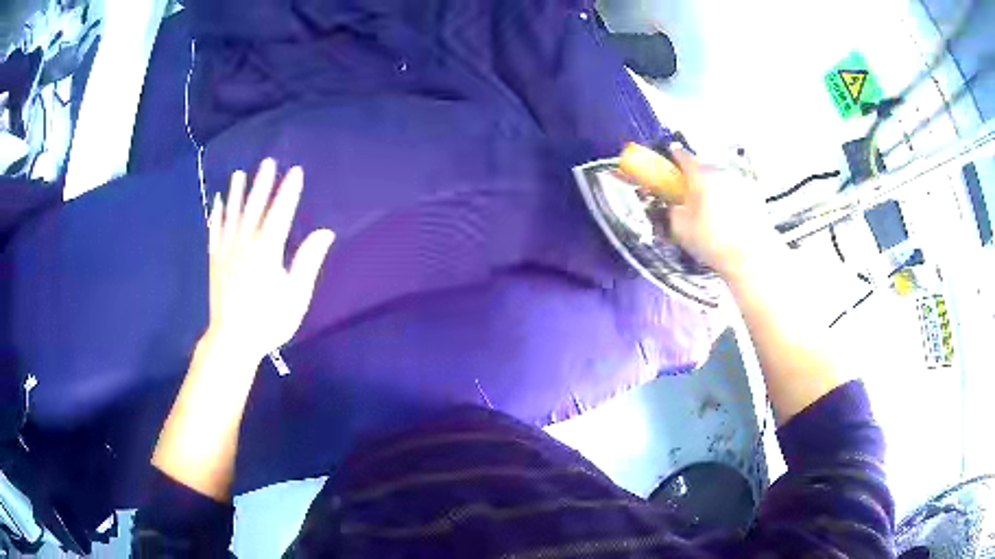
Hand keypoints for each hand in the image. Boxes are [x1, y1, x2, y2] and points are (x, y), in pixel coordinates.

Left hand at [206, 159, 334, 358]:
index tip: (295, 171)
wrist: (232, 341)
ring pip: (232, 215)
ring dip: (237, 193)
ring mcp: (227, 251)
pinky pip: (215, 231)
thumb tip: (325, 232)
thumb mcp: (295, 296)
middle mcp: (245, 243)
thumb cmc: (268, 321)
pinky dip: (216, 215)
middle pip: (255, 208)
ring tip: (239, 174)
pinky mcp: (215, 261)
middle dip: (262, 184)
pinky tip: (216, 202)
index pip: (280, 213)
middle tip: (267, 162)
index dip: (289, 191)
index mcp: (267, 250)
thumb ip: (308, 261)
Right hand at [642, 144, 782, 280]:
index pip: (684, 156)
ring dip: (714, 186)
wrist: (750, 256)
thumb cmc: (712, 240)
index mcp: (701, 175)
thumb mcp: (680, 228)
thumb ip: (673, 210)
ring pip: (721, 178)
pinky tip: (729, 215)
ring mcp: (740, 181)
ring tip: (712, 205)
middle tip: (692, 190)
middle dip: (697, 175)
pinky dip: (729, 196)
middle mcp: (721, 171)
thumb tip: (673, 204)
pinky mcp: (754, 194)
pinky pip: (735, 190)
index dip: (676, 156)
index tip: (672, 156)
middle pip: (705, 167)